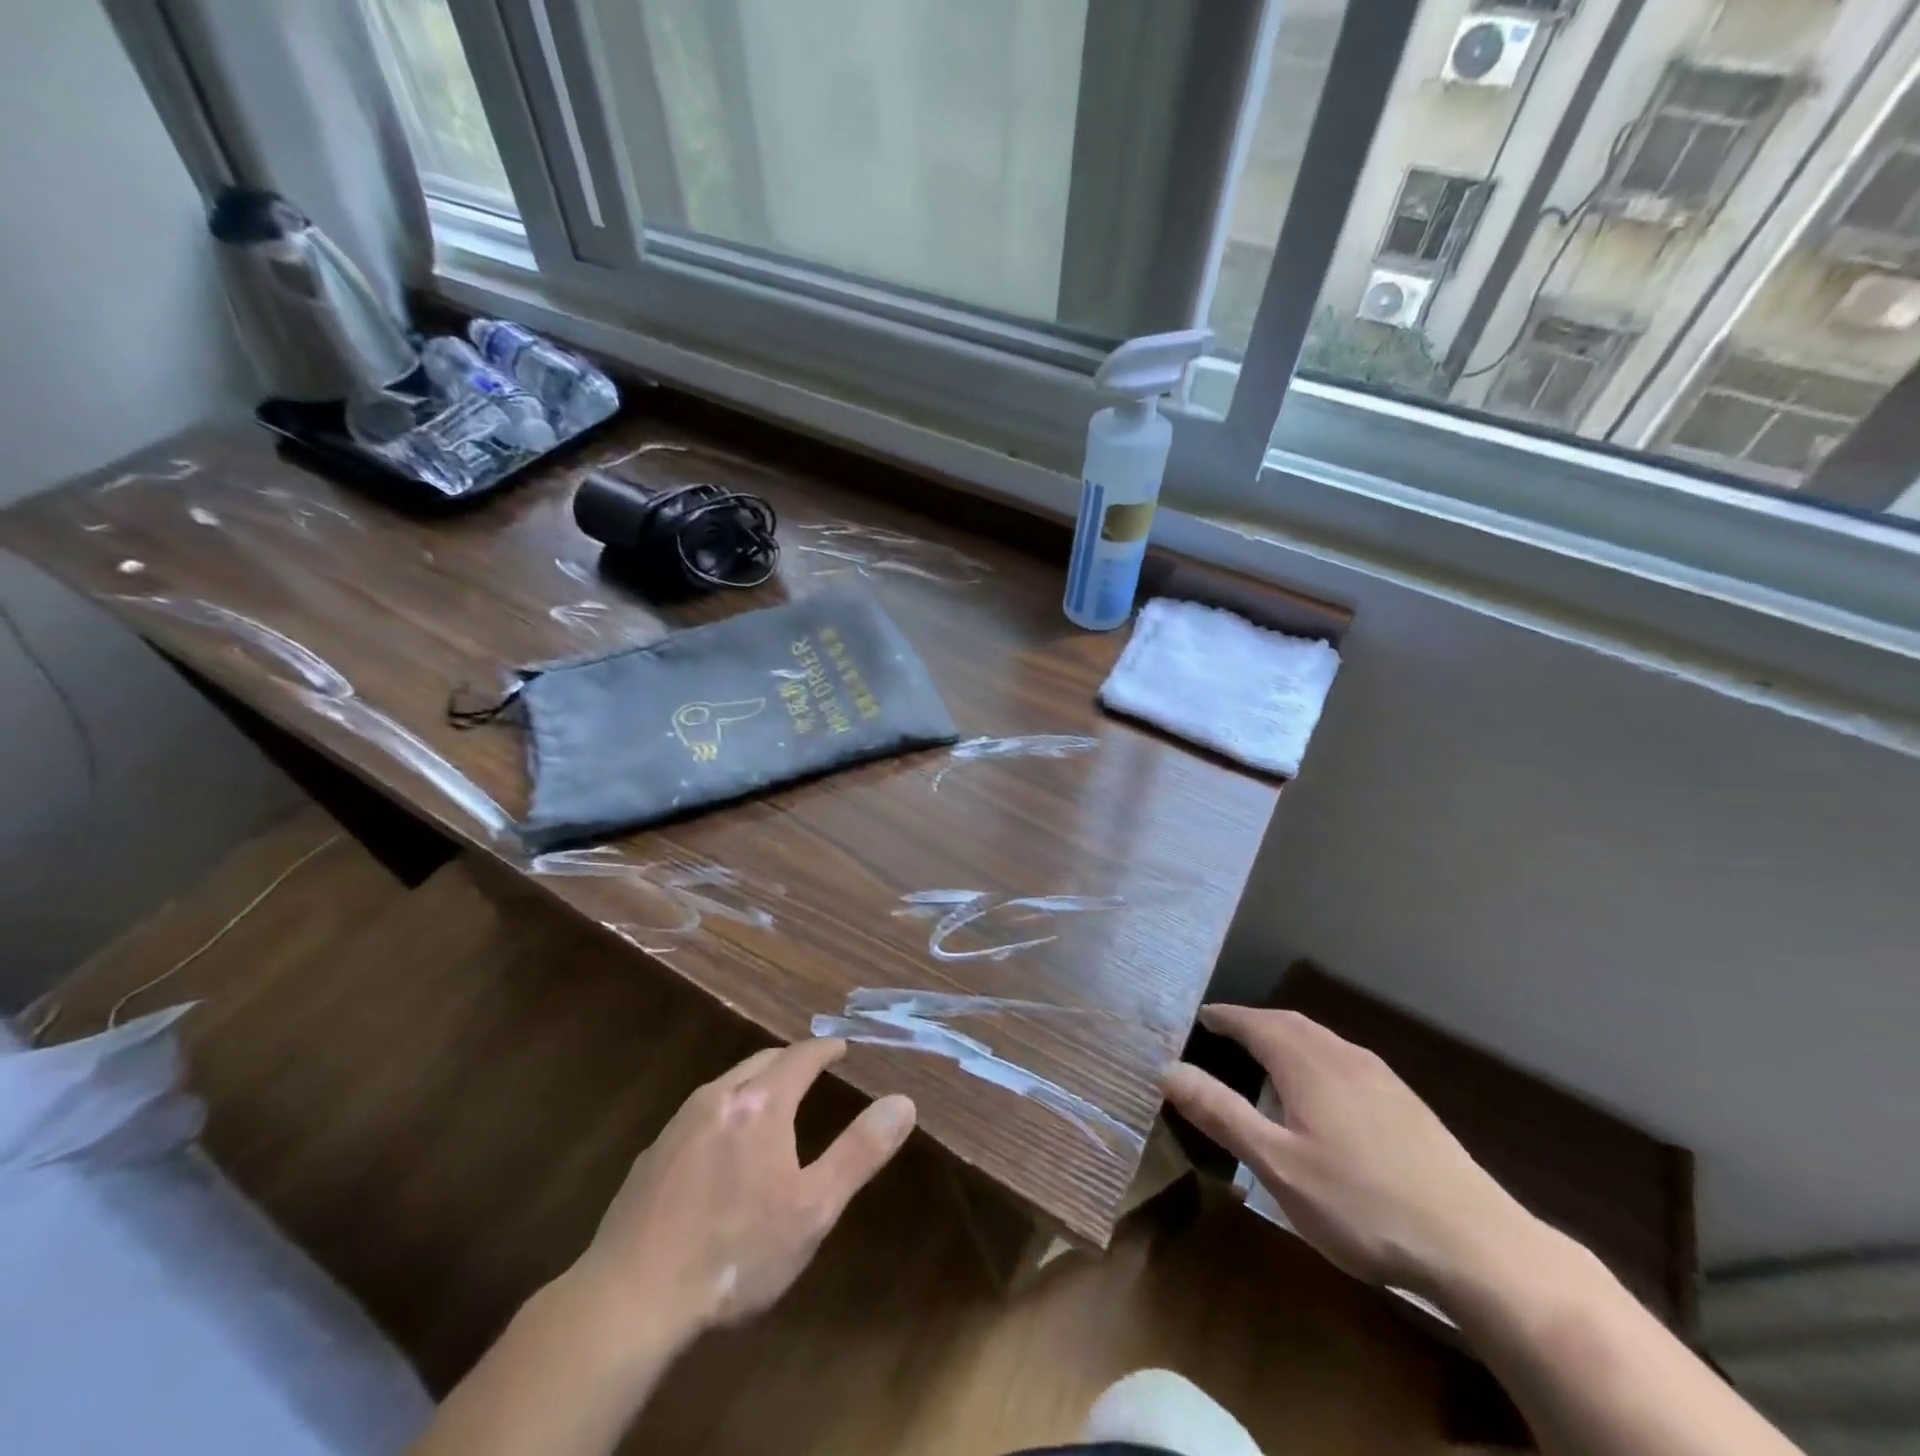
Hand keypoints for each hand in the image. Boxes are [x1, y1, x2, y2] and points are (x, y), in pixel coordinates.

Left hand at [563, 1039, 915, 1359]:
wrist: (630, 1299)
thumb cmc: (735, 1251)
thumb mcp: (813, 1208)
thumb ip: (859, 1151)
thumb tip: (903, 1102)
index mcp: (760, 1103)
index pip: (800, 1055)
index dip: (826, 1048)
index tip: (843, 1046)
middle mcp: (718, 1098)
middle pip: (761, 1061)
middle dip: (790, 1061)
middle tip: (811, 1071)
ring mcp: (678, 1125)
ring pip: (727, 1086)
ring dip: (755, 1084)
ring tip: (772, 1104)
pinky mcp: (651, 1156)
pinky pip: (699, 1115)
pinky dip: (724, 1113)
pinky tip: (722, 1148)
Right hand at [1163, 1007, 1537, 1298]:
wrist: (1478, 1247)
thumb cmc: (1362, 1204)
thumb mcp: (1277, 1165)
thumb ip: (1221, 1113)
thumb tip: (1168, 1069)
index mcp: (1308, 1063)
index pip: (1254, 1022)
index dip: (1225, 1016)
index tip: (1200, 1016)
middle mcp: (1344, 1056)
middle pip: (1290, 1023)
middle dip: (1255, 1023)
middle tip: (1226, 1033)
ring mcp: (1382, 1078)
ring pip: (1322, 1040)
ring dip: (1287, 1038)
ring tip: (1267, 1058)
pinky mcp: (1407, 1104)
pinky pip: (1346, 1060)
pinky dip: (1317, 1058)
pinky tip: (1323, 1094)